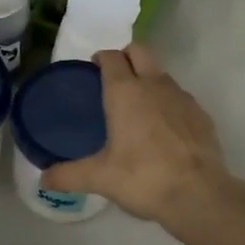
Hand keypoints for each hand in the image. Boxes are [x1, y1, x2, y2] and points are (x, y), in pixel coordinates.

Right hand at [42, 46, 239, 228]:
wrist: (198, 194)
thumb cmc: (143, 178)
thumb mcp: (100, 178)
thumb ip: (68, 175)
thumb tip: (43, 178)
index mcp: (125, 92)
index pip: (111, 56)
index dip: (101, 58)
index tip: (93, 69)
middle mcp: (154, 84)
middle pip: (139, 50)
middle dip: (126, 56)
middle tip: (114, 78)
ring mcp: (181, 96)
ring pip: (161, 73)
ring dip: (148, 79)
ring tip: (138, 107)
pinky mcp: (201, 113)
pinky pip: (180, 97)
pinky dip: (169, 103)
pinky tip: (164, 130)